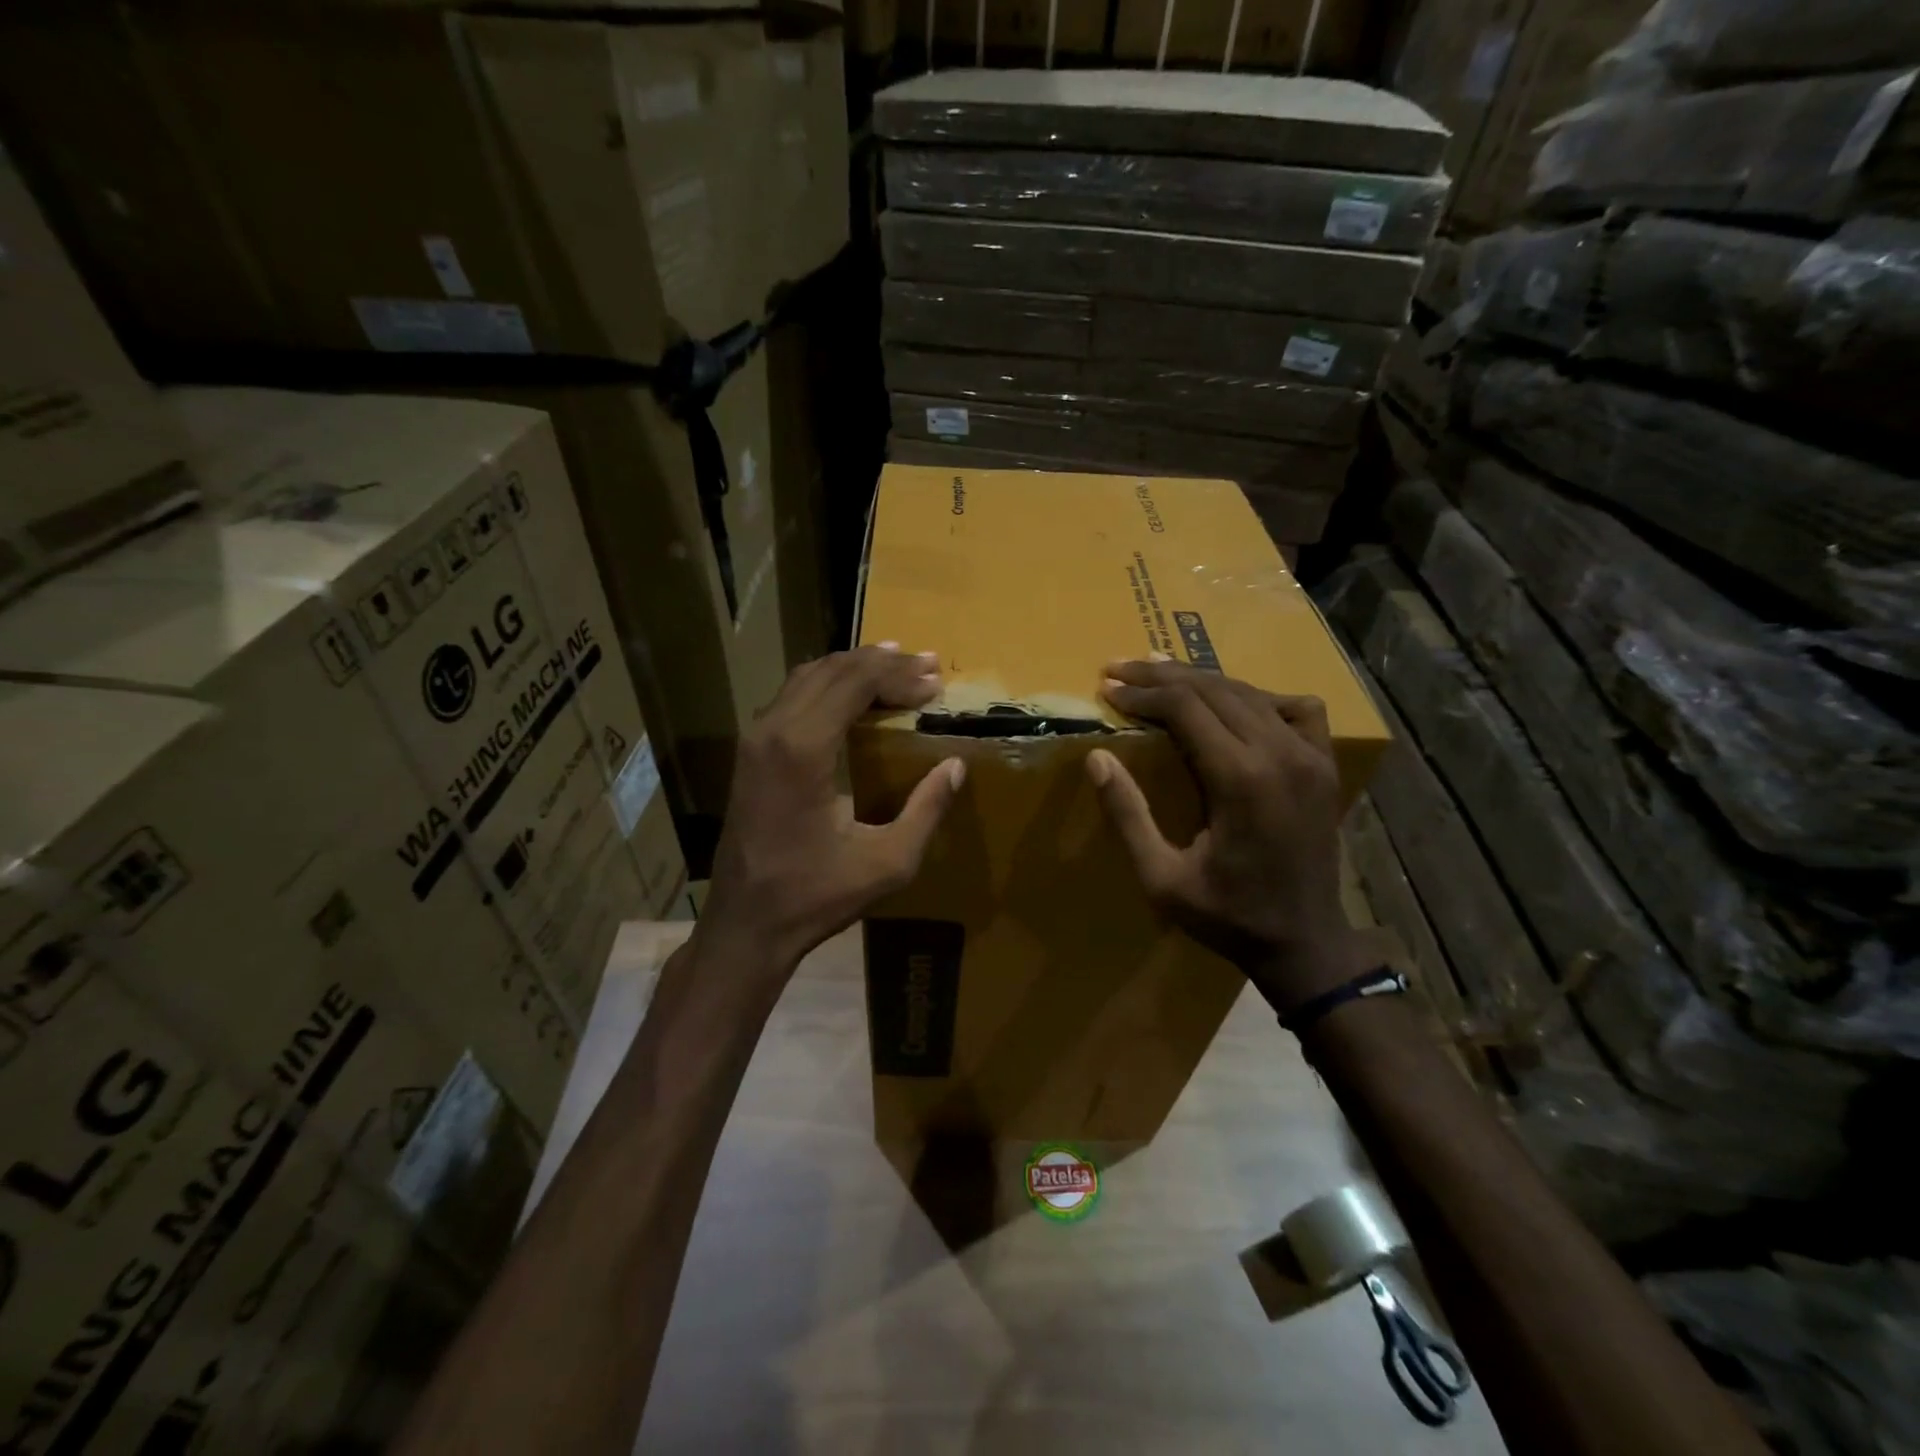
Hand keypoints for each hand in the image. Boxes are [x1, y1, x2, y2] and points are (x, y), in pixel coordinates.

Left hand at [700, 645, 965, 974]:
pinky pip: (792, 695)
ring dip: (855, 668)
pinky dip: (829, 684)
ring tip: (898, 669)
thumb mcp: (888, 862)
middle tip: (928, 667)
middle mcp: (772, 729)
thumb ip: (926, 810)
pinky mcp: (749, 751)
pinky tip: (856, 694)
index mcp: (803, 749)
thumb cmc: (816, 897)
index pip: (855, 681)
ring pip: (808, 675)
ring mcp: (754, 737)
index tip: (936, 683)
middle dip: (883, 663)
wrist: (745, 924)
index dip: (900, 675)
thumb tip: (956, 766)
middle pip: (832, 669)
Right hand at [1086, 659, 1373, 1015]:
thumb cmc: (1227, 917)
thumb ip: (1128, 815)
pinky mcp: (1324, 765)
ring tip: (1159, 673)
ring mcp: (1310, 756)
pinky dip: (1259, 696)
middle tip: (1119, 668)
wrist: (1305, 944)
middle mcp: (1280, 754)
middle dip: (1161, 676)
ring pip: (1249, 692)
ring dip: (1200, 679)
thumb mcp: (1162, 878)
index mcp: (1240, 779)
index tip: (1106, 686)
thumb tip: (1096, 758)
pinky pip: (1295, 708)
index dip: (1142, 693)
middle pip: (1214, 689)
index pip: (1185, 707)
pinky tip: (1234, 703)